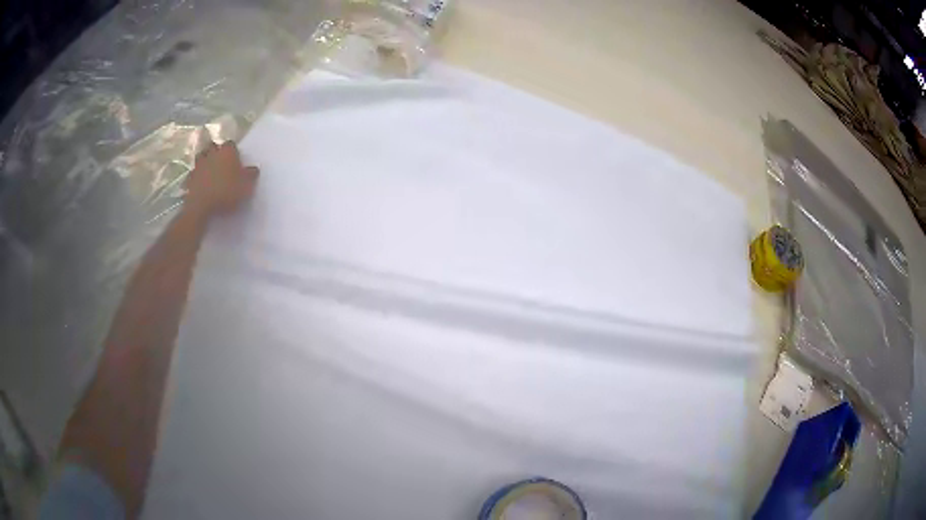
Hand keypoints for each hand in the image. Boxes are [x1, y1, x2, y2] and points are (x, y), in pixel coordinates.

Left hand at [185, 140, 258, 216]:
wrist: (202, 206)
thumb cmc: (227, 192)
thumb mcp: (246, 186)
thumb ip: (250, 175)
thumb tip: (253, 169)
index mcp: (227, 152)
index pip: (231, 144)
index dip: (233, 151)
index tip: (235, 160)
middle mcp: (212, 154)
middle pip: (213, 146)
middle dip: (216, 152)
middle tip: (221, 162)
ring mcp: (199, 165)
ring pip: (201, 157)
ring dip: (204, 161)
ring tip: (209, 170)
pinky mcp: (189, 178)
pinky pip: (193, 173)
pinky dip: (196, 176)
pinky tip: (199, 183)